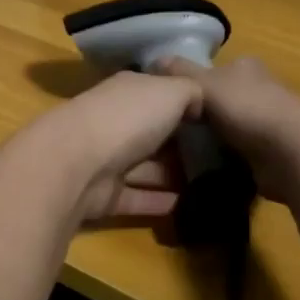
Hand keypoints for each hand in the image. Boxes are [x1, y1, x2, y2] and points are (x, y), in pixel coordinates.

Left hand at [25, 70, 203, 222]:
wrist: (78, 163)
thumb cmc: (128, 117)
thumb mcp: (171, 91)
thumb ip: (191, 92)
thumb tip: (199, 104)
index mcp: (128, 91)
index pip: (158, 92)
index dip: (184, 102)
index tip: (215, 116)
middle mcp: (116, 121)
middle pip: (153, 131)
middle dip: (181, 143)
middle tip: (222, 156)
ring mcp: (108, 159)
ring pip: (148, 167)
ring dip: (174, 175)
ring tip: (214, 185)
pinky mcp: (106, 195)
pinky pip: (140, 197)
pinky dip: (162, 202)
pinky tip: (193, 208)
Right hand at [152, 54, 299, 200]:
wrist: (294, 154)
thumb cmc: (248, 109)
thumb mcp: (205, 85)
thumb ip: (179, 73)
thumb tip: (153, 59)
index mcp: (245, 66)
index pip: (212, 70)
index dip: (190, 83)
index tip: (169, 102)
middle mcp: (258, 89)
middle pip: (219, 100)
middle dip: (199, 114)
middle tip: (170, 131)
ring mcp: (267, 122)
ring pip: (227, 128)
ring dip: (210, 140)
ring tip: (180, 153)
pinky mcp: (270, 152)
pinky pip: (237, 153)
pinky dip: (223, 160)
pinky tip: (204, 168)